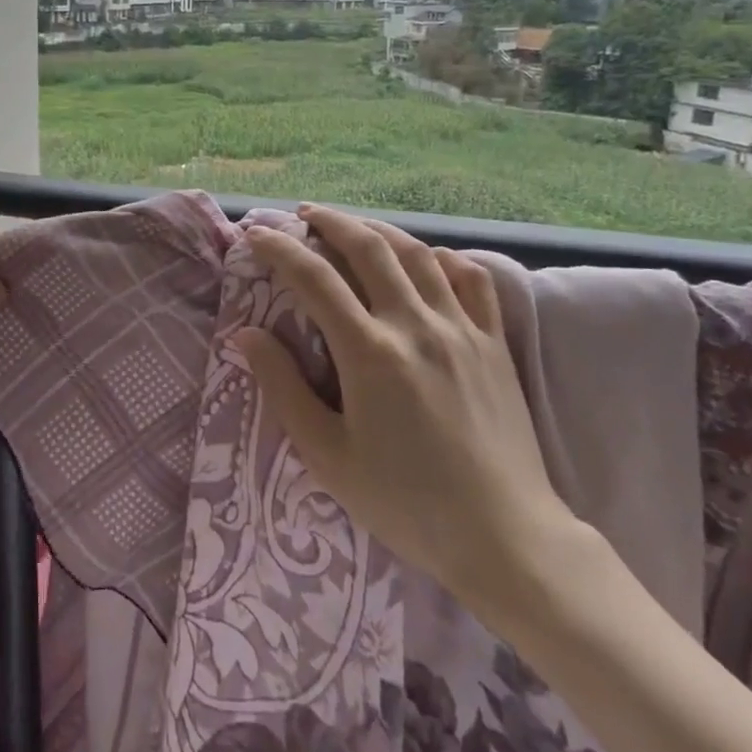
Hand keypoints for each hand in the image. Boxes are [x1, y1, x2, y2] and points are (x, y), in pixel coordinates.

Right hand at [234, 204, 581, 621]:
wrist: (505, 536)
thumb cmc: (406, 503)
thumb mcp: (328, 456)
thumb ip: (284, 388)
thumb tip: (246, 335)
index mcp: (369, 352)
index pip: (313, 278)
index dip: (279, 249)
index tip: (255, 234)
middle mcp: (415, 324)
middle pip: (368, 247)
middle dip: (331, 222)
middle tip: (305, 215)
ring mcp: (461, 328)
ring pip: (417, 253)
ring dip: (379, 230)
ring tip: (355, 227)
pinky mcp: (494, 342)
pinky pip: (471, 278)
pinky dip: (442, 258)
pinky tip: (426, 260)